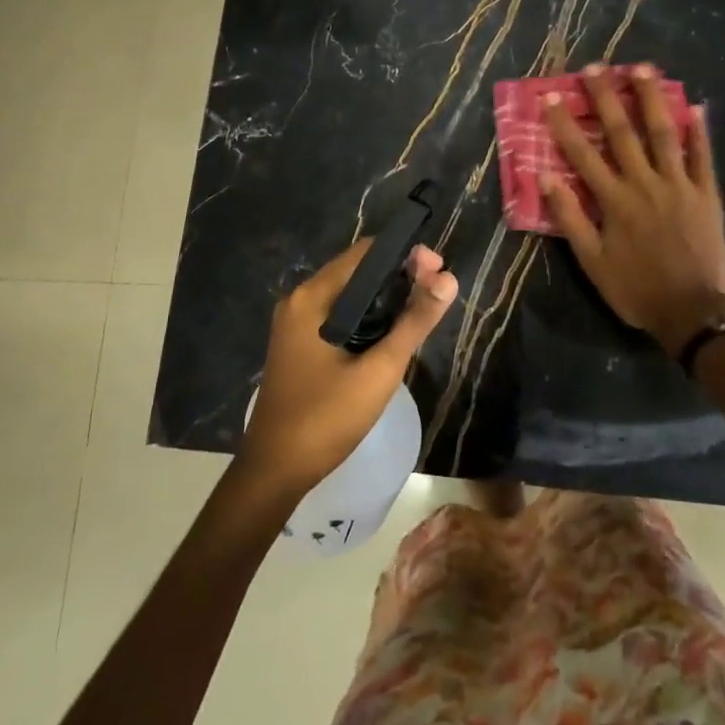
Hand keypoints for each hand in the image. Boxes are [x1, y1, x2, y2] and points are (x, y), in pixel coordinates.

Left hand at [239, 241, 457, 498]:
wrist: (275, 471)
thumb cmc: (326, 418)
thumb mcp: (379, 370)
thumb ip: (414, 322)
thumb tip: (449, 279)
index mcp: (313, 297)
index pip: (365, 253)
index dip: (405, 255)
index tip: (439, 269)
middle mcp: (301, 300)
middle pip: (357, 271)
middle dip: (399, 275)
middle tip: (438, 288)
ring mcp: (296, 323)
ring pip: (350, 294)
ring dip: (385, 296)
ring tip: (423, 308)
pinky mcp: (300, 344)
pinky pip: (339, 314)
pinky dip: (368, 315)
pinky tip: (391, 331)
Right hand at [541, 63, 724, 357]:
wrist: (692, 312)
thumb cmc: (636, 288)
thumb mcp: (591, 261)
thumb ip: (569, 217)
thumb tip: (545, 177)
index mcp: (614, 200)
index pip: (582, 153)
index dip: (564, 123)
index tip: (550, 96)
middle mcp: (645, 183)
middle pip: (622, 132)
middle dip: (607, 97)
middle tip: (596, 67)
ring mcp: (679, 185)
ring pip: (663, 134)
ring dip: (652, 99)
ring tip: (643, 68)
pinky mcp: (707, 194)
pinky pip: (703, 157)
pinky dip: (699, 132)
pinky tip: (696, 107)